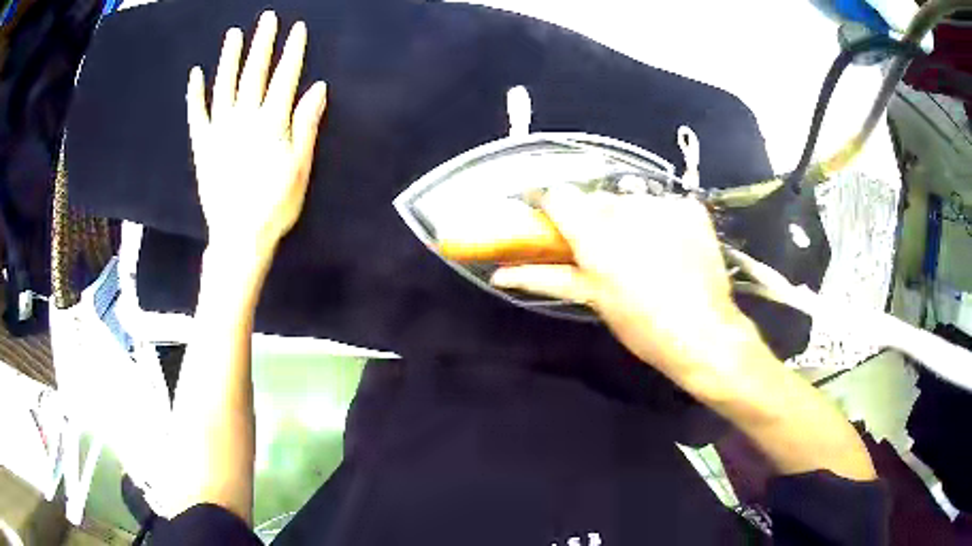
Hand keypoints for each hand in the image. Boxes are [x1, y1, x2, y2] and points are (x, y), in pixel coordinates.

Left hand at [187, 11, 327, 259]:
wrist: (239, 235)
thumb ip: (306, 124)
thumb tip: (318, 87)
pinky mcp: (202, 145)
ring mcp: (220, 130)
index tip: (297, 28)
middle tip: (267, 18)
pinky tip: (195, 75)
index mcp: (272, 123)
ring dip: (229, 58)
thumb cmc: (276, 204)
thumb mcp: (301, 167)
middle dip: (262, 43)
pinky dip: (195, 94)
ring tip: (233, 34)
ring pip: (224, 85)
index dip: (292, 51)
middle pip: (255, 73)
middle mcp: (245, 118)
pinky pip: (197, 114)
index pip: (285, 77)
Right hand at [491, 187, 763, 387]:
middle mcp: (627, 208)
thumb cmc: (641, 324)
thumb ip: (546, 276)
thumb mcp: (593, 299)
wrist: (704, 332)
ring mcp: (663, 204)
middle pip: (595, 198)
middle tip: (602, 248)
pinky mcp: (690, 208)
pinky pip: (663, 204)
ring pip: (630, 199)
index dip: (545, 201)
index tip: (542, 213)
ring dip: (628, 218)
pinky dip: (660, 219)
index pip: (556, 195)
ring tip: (643, 250)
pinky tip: (670, 244)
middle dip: (592, 218)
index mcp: (595, 234)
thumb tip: (499, 272)